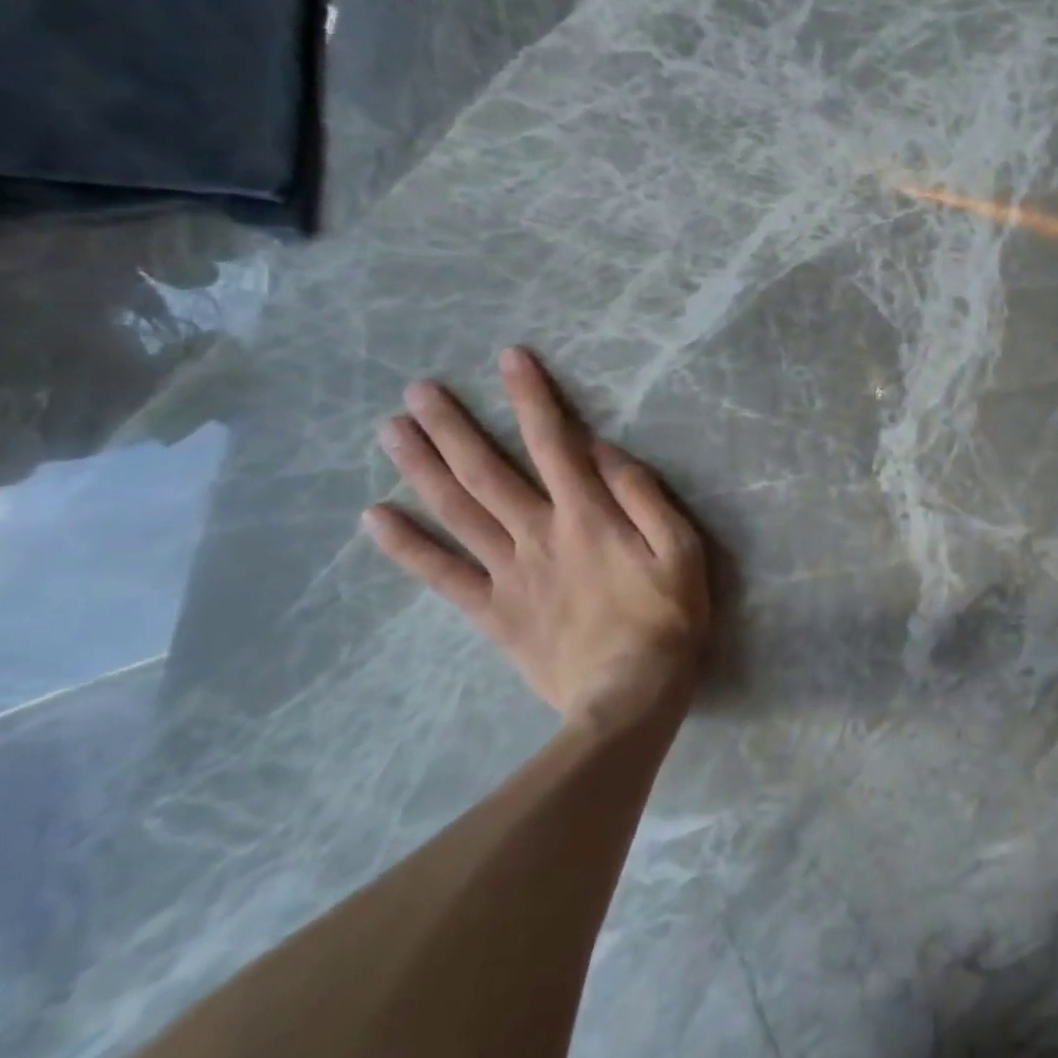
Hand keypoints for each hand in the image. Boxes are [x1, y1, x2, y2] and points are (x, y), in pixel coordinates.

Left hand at [362, 347, 709, 732]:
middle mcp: (538, 533)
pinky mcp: (492, 612)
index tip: (509, 358)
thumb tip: (605, 449)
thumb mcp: (682, 550)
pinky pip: (442, 575)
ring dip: (422, 468)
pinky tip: (375, 517)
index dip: (532, 397)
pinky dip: (407, 546)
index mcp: (588, 515)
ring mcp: (509, 573)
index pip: (555, 441)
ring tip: (390, 431)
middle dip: (453, 426)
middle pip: (487, 471)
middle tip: (417, 390)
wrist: (628, 700)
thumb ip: (644, 496)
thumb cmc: (667, 619)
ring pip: (457, 512)